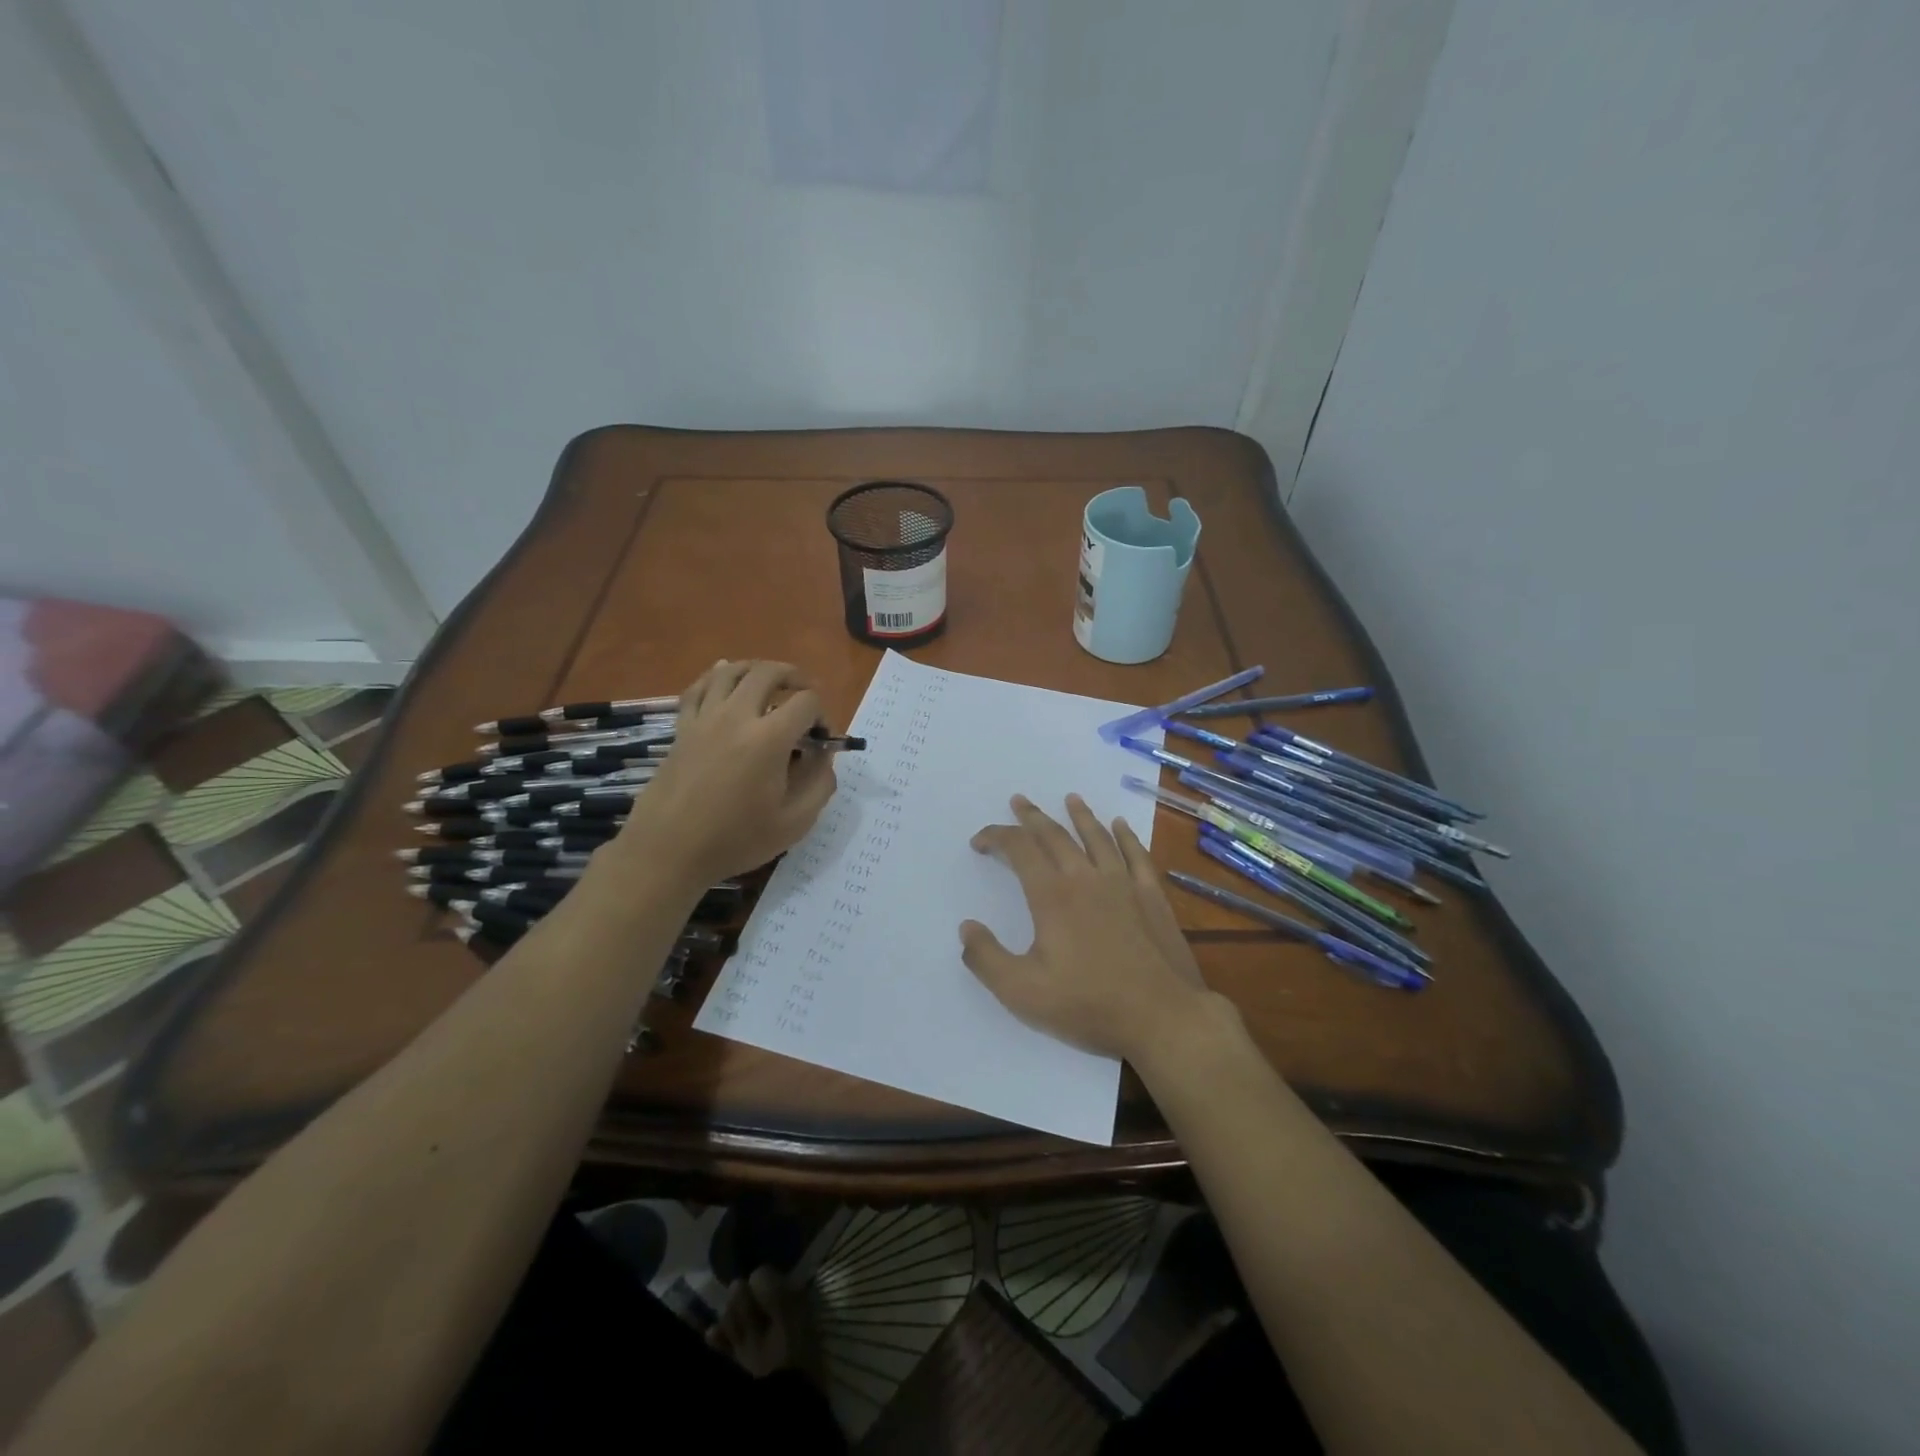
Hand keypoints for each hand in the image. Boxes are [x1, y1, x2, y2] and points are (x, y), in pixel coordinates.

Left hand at [614, 660, 837, 887]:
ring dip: (757, 669)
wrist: (668, 851)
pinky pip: (699, 687)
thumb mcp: (795, 823)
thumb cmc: (735, 840)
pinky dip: (717, 675)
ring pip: (731, 671)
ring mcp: (705, 718)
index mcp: (769, 739)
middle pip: (769, 673)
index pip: (807, 701)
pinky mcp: (682, 727)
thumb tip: (824, 756)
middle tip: (805, 695)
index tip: (821, 740)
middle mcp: (737, 716)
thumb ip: (820, 784)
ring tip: (770, 682)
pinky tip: (725, 677)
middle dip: (795, 678)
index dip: (823, 714)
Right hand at [960, 794, 1218, 1063]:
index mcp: (1052, 897)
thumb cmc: (1088, 1005)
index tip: (980, 841)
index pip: (1019, 850)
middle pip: (1055, 836)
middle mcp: (1086, 879)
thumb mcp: (1022, 992)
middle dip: (1033, 817)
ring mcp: (1123, 884)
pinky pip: (1136, 855)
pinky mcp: (1152, 896)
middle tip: (1019, 801)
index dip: (997, 838)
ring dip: (1080, 816)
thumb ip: (987, 958)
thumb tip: (966, 927)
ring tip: (1070, 799)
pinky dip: (1125, 836)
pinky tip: (1120, 825)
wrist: (1162, 1017)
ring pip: (1097, 838)